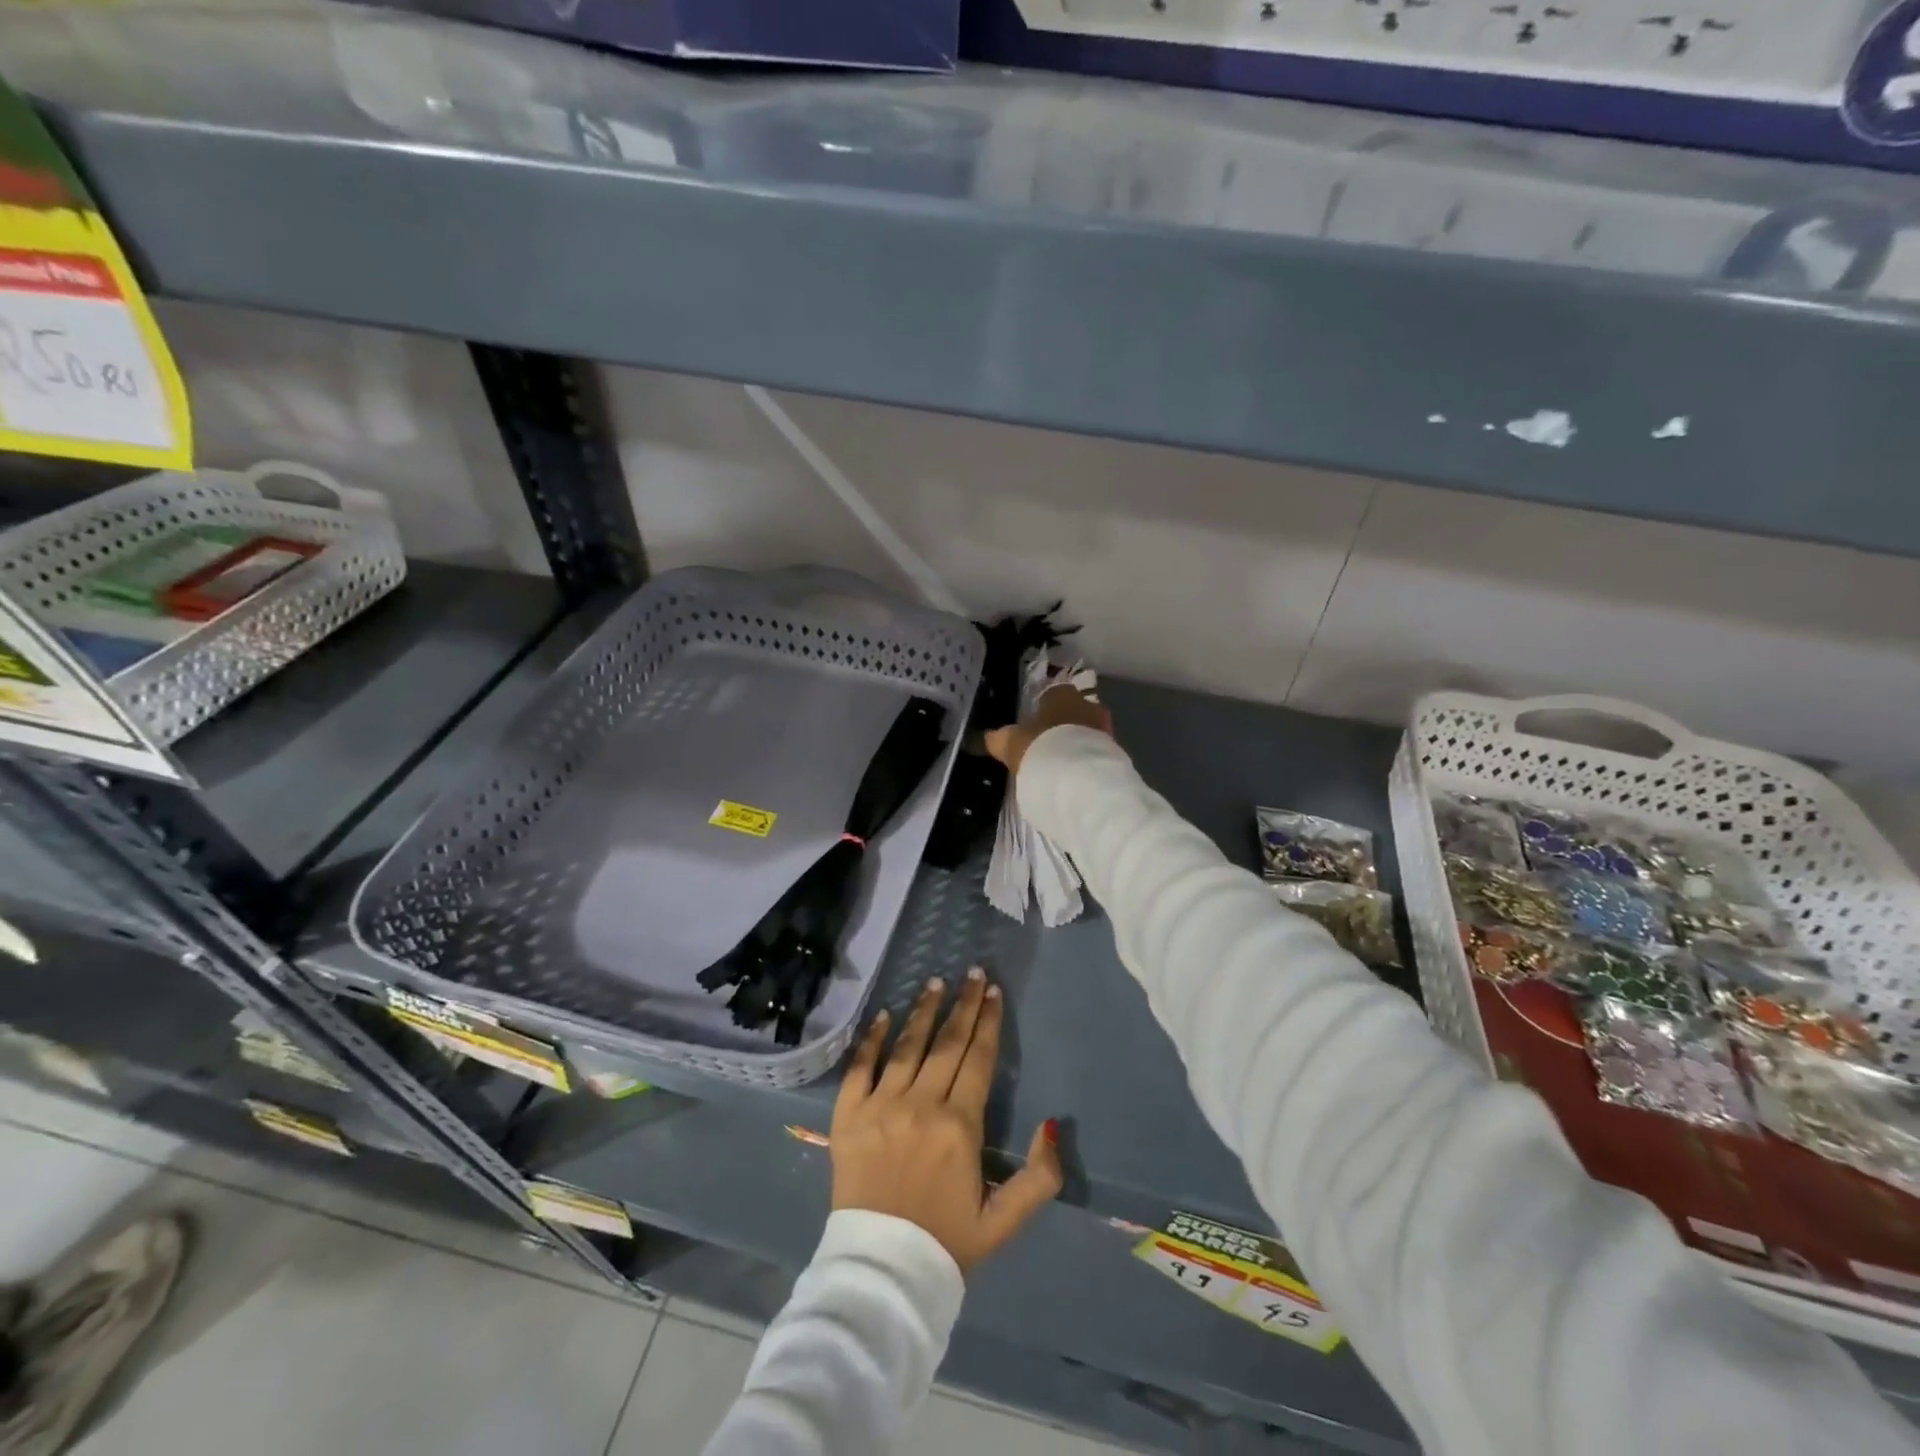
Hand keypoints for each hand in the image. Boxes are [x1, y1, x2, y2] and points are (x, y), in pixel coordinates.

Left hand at [831, 968, 1062, 1272]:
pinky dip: (872, 1038)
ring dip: (924, 1010)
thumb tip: (1050, 1124)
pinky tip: (885, 1014)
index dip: (989, 1022)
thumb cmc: (946, 1243)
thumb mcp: (1004, 1221)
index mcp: (960, 1127)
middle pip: (947, 1043)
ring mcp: (880, 1107)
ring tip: (936, 982)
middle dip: (964, 1004)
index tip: (994, 992)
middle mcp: (921, 1106)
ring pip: (907, 1046)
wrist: (881, 1274)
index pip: (979, 1059)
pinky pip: (859, 1067)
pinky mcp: (847, 1116)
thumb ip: (1039, 1177)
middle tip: (973, 972)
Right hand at [983, 684, 1113, 775]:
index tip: (1034, 723)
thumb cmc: (1039, 747)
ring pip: (1088, 730)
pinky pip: (1096, 751)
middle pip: (1074, 710)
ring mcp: (1105, 728)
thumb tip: (983, 738)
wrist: (1079, 777)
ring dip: (1077, 742)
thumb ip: (996, 739)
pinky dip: (1087, 759)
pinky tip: (1075, 774)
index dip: (1042, 707)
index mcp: (1061, 694)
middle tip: (1048, 742)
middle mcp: (1087, 704)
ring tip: (1062, 761)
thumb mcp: (1009, 743)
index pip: (1053, 692)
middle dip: (1063, 723)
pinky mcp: (1115, 752)